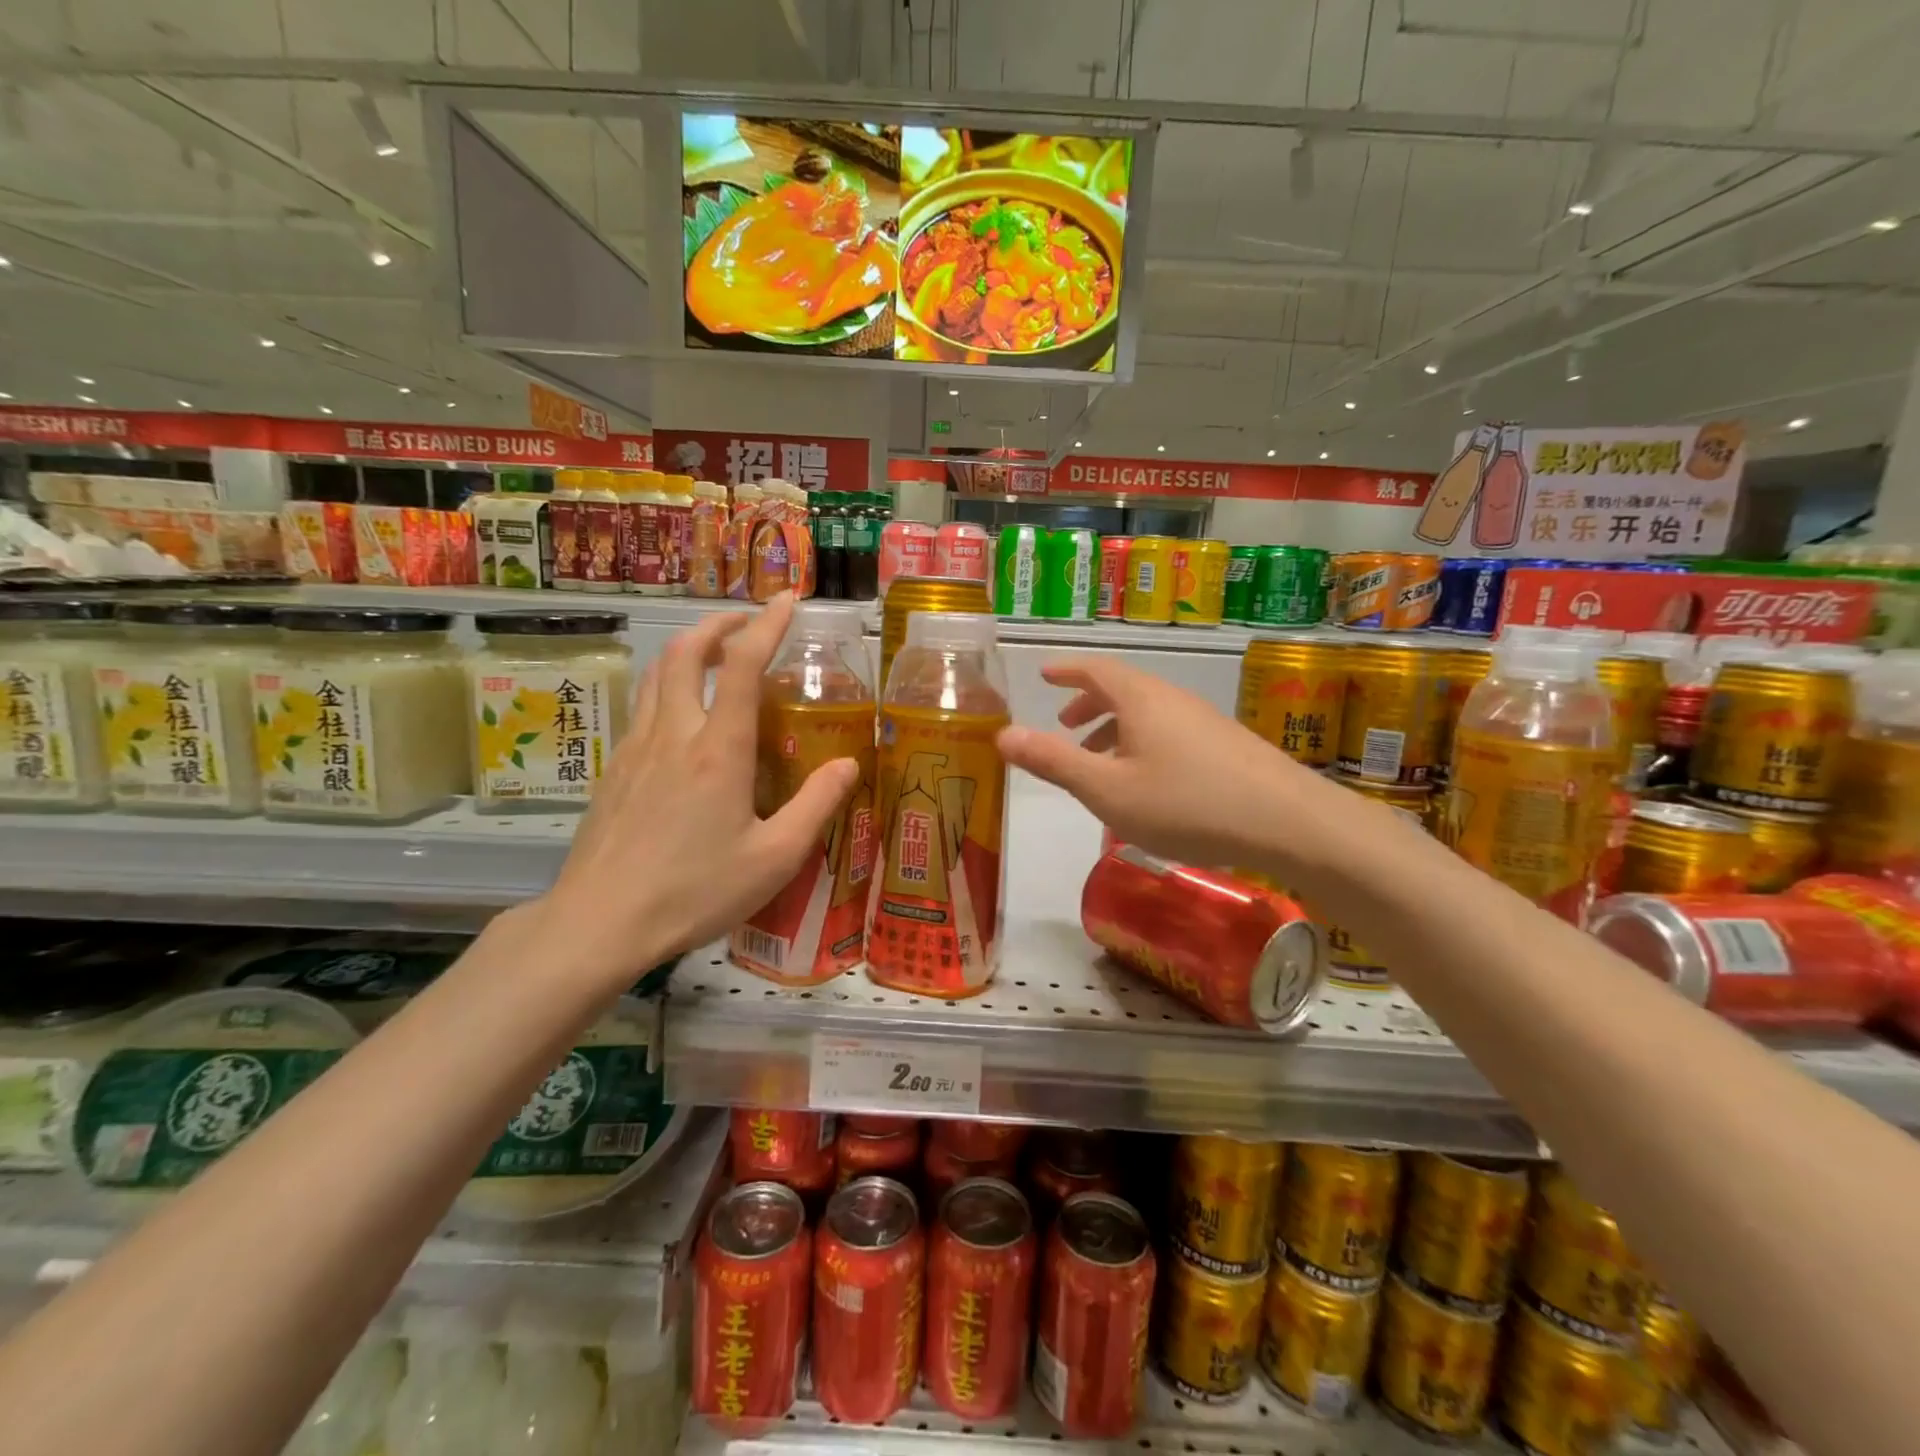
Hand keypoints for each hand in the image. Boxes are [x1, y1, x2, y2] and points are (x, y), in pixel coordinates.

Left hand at [532, 593, 859, 990]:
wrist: (599, 923)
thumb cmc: (694, 891)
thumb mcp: (774, 858)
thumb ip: (815, 806)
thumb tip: (849, 765)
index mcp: (718, 749)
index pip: (742, 664)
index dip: (767, 624)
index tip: (787, 599)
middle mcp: (674, 734)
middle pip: (685, 652)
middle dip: (717, 623)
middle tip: (746, 620)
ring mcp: (636, 749)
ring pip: (656, 674)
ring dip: (687, 650)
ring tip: (714, 654)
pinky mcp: (614, 770)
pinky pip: (643, 707)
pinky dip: (667, 687)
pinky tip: (682, 718)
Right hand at [996, 656, 1321, 868]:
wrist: (1287, 821)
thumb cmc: (1185, 803)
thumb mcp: (1107, 789)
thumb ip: (1054, 762)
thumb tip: (1002, 734)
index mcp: (1140, 700)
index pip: (1096, 670)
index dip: (1067, 670)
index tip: (1045, 673)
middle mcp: (1172, 699)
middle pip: (1123, 689)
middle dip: (1089, 703)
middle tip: (1065, 725)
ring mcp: (1204, 720)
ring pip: (1148, 713)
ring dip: (1115, 727)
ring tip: (1098, 759)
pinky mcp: (1226, 745)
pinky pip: (1170, 732)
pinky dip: (1142, 743)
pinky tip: (1146, 783)